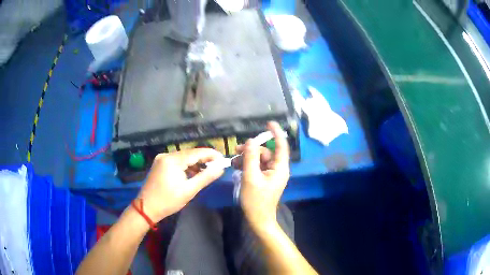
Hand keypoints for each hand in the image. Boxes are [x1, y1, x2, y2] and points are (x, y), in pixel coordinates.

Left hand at [137, 148, 223, 222]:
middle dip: (204, 158)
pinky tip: (193, 172)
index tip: (223, 159)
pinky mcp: (159, 164)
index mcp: (173, 160)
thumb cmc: (168, 201)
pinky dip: (186, 165)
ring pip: (183, 157)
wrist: (146, 208)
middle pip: (190, 153)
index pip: (196, 152)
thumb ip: (206, 177)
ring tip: (208, 170)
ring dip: (195, 162)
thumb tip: (221, 168)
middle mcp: (166, 155)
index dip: (211, 154)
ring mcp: (161, 159)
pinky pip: (177, 161)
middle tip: (217, 165)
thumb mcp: (189, 190)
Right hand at [238, 121, 289, 229]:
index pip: (281, 145)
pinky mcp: (265, 179)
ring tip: (234, 163)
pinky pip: (257, 167)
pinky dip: (247, 166)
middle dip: (251, 150)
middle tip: (235, 150)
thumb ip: (250, 157)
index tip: (268, 122)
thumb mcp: (250, 177)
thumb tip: (250, 141)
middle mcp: (278, 169)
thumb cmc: (255, 200)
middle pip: (266, 152)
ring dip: (247, 158)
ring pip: (259, 159)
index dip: (276, 133)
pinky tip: (237, 168)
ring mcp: (271, 175)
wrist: (258, 219)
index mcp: (279, 168)